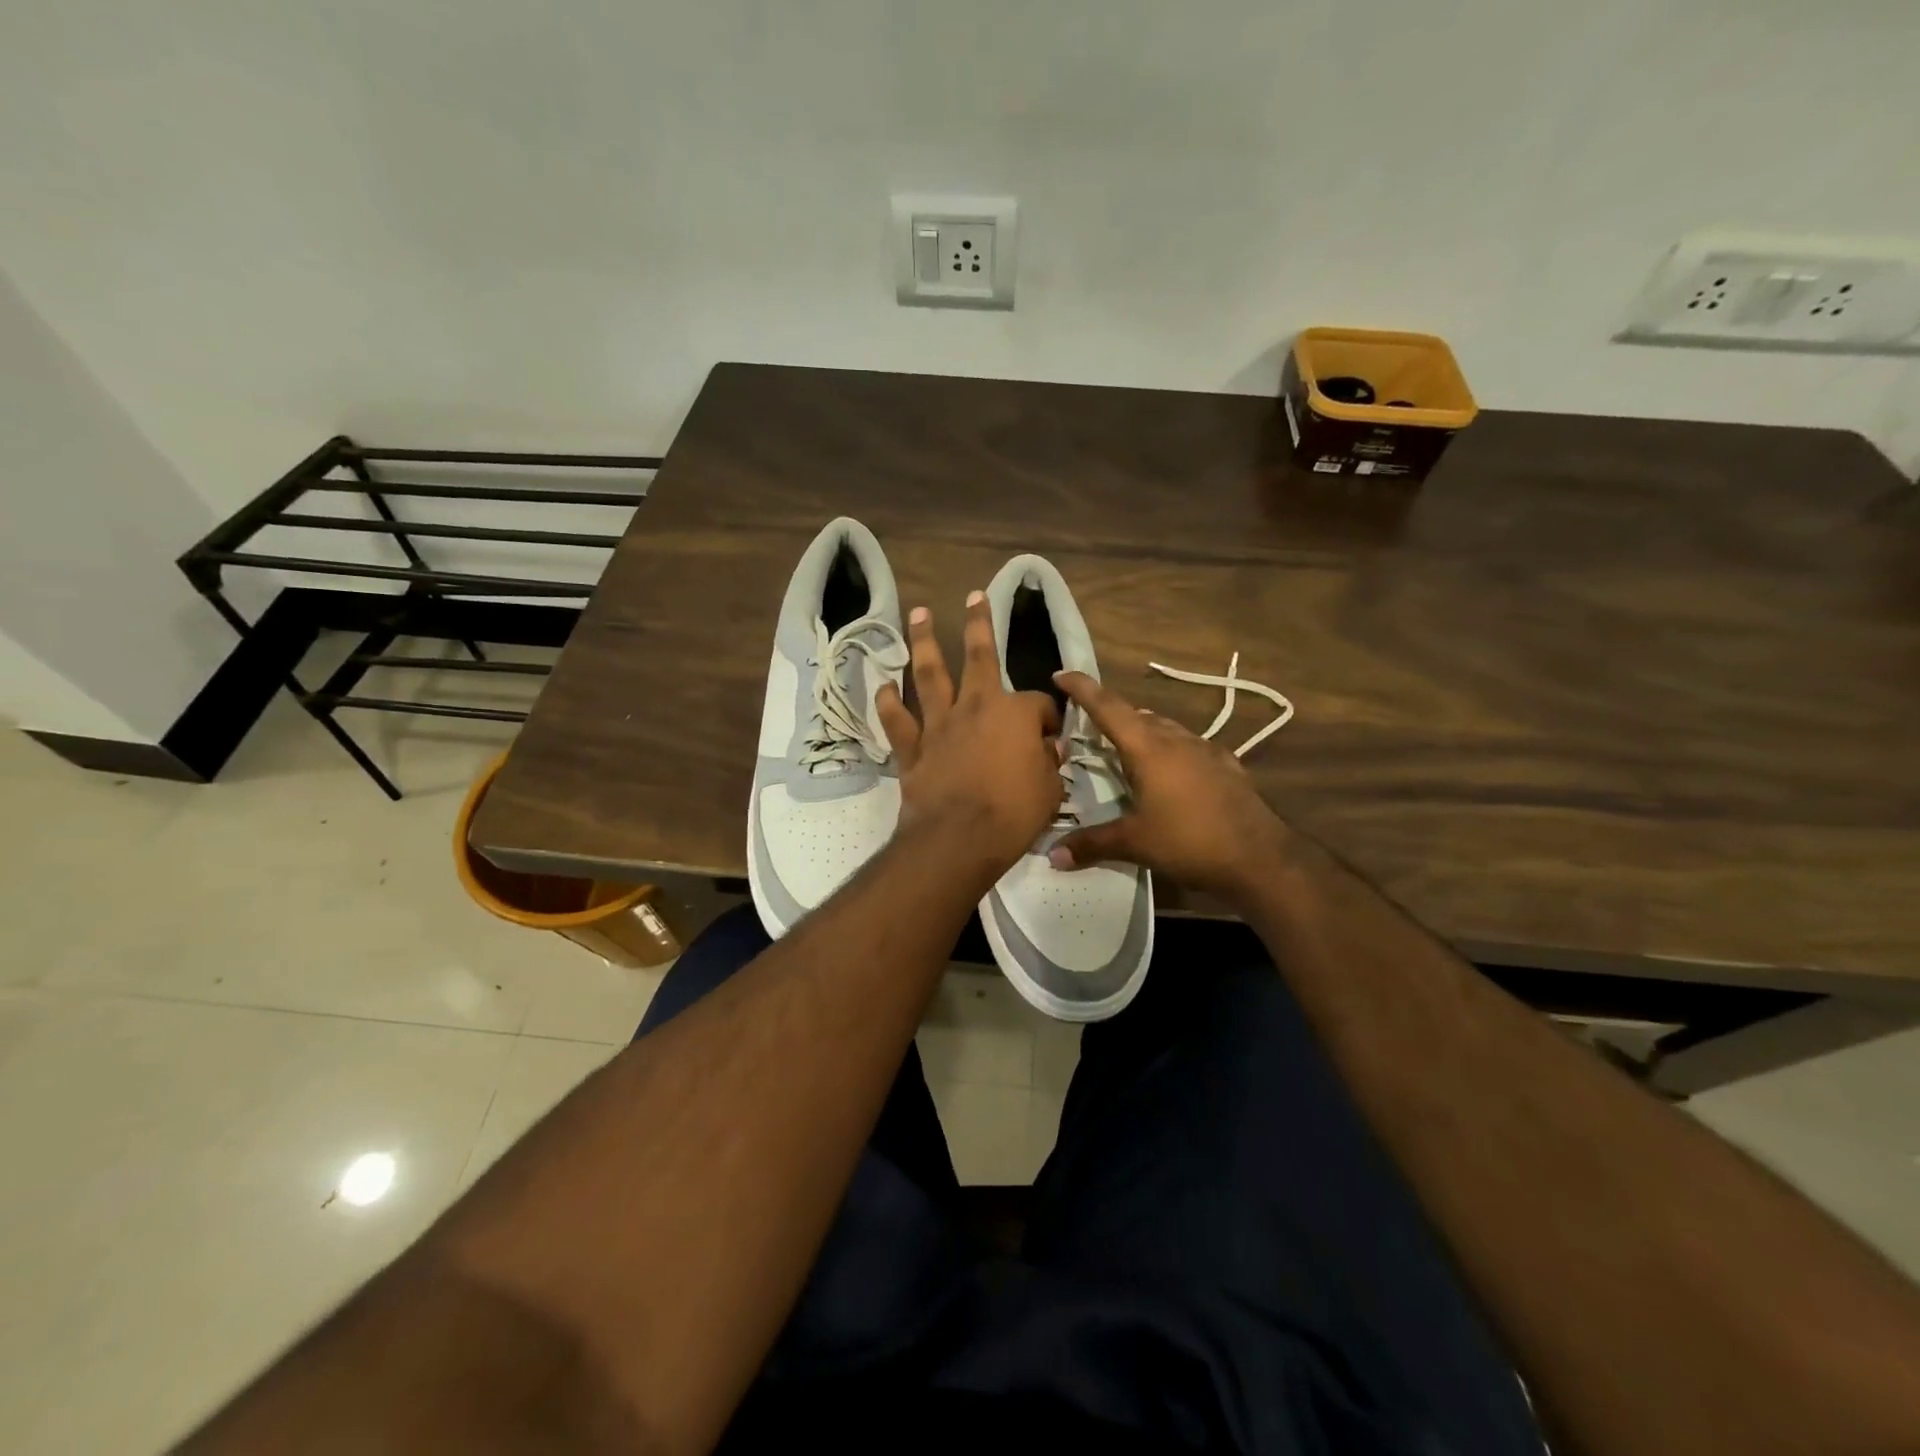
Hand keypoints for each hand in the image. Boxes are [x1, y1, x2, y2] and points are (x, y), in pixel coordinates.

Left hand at [875, 592, 1063, 872]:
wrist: (958, 838)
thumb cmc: (1013, 814)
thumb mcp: (1050, 790)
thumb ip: (1049, 764)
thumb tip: (1049, 749)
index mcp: (1015, 714)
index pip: (1038, 704)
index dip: (1048, 719)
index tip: (1051, 738)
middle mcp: (975, 707)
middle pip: (978, 656)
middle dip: (978, 623)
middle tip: (973, 595)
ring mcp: (939, 725)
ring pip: (930, 675)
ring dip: (924, 642)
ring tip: (918, 614)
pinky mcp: (913, 748)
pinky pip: (898, 720)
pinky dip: (889, 702)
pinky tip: (884, 687)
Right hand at [1047, 671, 1290, 904]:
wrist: (1261, 858)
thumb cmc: (1190, 842)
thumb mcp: (1135, 844)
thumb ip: (1092, 844)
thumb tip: (1053, 854)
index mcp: (1148, 749)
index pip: (1108, 708)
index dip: (1082, 689)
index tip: (1061, 673)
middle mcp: (1176, 740)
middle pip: (1137, 715)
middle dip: (1111, 714)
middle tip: (1089, 724)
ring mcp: (1206, 750)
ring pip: (1166, 728)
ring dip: (1142, 730)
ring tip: (1126, 747)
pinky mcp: (1227, 766)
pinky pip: (1191, 746)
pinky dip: (1172, 749)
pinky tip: (1173, 769)